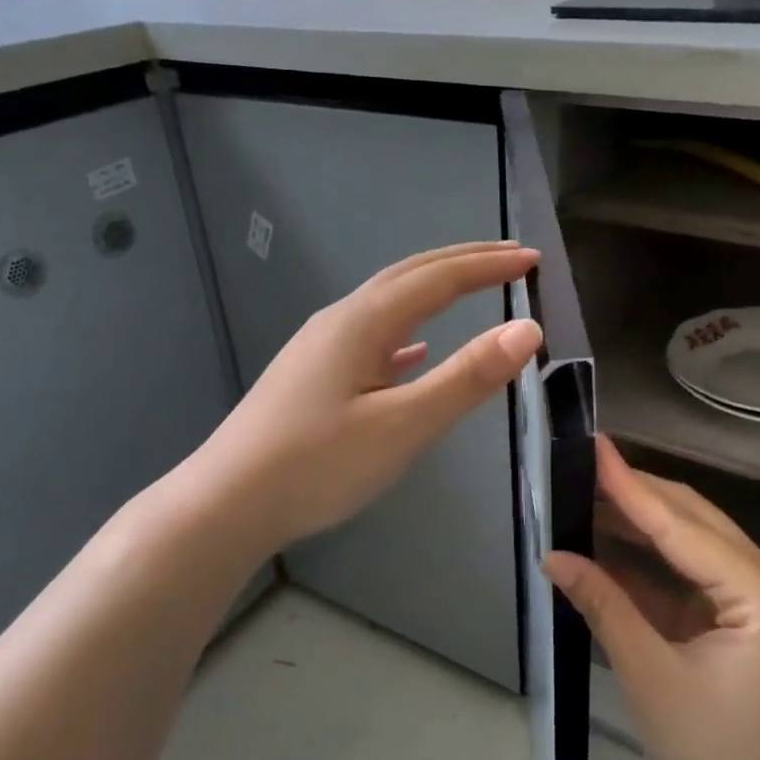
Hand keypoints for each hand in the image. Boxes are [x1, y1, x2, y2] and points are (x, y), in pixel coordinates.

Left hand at [202, 242, 541, 551]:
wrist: (226, 503)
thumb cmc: (317, 465)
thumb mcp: (403, 425)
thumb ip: (466, 377)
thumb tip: (526, 329)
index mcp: (363, 321)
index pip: (439, 278)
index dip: (488, 266)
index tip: (533, 259)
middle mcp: (341, 321)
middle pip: (410, 275)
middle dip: (463, 262)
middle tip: (510, 256)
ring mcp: (322, 348)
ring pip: (389, 302)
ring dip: (434, 289)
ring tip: (470, 287)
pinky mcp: (313, 376)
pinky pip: (371, 337)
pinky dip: (406, 331)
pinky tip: (413, 351)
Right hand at [545, 439, 759, 759]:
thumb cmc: (720, 757)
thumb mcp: (652, 679)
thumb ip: (604, 607)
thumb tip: (554, 556)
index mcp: (757, 591)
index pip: (680, 524)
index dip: (630, 485)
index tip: (593, 446)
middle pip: (690, 518)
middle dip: (634, 492)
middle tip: (579, 466)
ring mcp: (755, 596)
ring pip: (690, 539)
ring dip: (639, 520)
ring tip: (584, 494)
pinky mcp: (739, 615)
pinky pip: (689, 571)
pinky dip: (649, 557)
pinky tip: (608, 541)